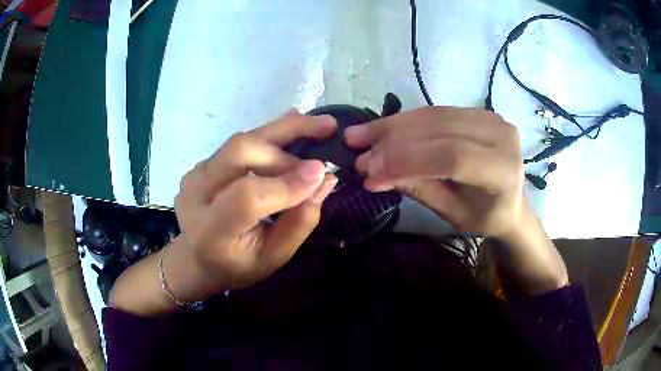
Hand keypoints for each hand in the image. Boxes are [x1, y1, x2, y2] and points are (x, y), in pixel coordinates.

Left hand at [174, 112, 337, 295]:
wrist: (197, 258)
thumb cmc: (237, 265)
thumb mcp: (274, 257)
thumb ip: (300, 221)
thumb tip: (325, 179)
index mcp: (212, 229)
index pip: (248, 195)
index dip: (287, 181)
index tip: (323, 171)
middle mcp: (196, 194)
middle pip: (241, 151)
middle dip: (287, 137)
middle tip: (325, 129)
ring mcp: (195, 175)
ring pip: (241, 141)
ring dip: (281, 133)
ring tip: (315, 127)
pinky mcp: (201, 165)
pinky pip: (237, 145)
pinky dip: (267, 138)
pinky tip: (290, 133)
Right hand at [344, 107, 525, 237]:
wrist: (509, 200)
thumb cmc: (484, 216)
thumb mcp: (453, 213)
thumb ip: (419, 189)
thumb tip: (373, 174)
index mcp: (503, 170)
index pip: (452, 156)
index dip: (407, 161)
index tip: (369, 173)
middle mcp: (501, 135)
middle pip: (440, 129)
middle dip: (393, 142)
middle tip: (357, 152)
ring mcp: (490, 117)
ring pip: (433, 115)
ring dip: (393, 126)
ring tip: (359, 136)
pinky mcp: (477, 110)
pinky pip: (435, 112)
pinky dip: (405, 120)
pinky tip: (381, 128)